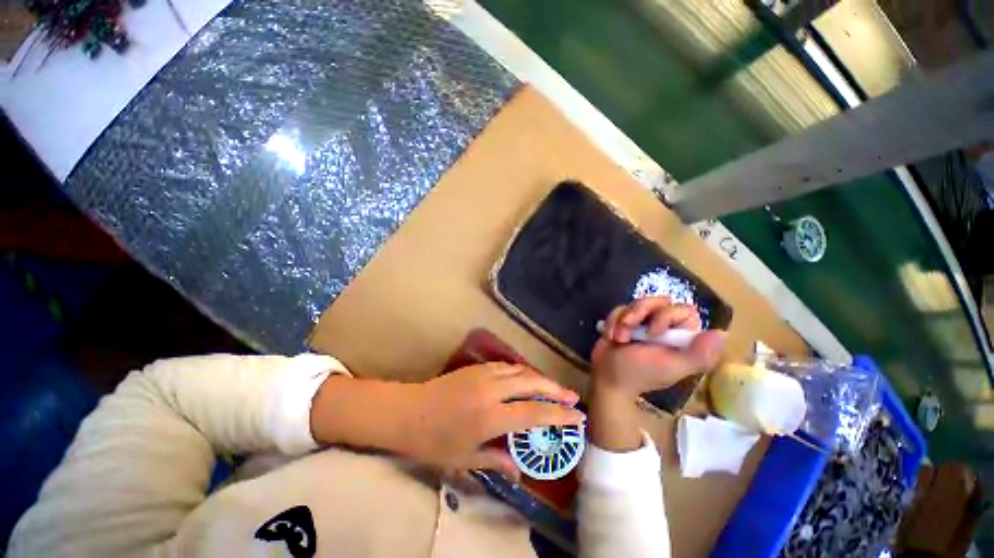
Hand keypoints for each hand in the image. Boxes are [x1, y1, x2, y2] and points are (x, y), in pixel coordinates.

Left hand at [402, 363, 582, 479]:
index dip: (559, 414)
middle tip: (573, 397)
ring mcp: (484, 374)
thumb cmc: (433, 441)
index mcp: (491, 416)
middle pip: (532, 384)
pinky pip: (507, 366)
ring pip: (521, 370)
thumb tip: (520, 470)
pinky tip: (526, 378)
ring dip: (540, 378)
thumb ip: (496, 461)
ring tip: (554, 388)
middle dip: (556, 390)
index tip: (578, 416)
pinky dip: (522, 371)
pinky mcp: (477, 367)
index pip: (535, 413)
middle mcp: (492, 390)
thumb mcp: (464, 459)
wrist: (407, 412)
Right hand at [591, 297, 724, 396]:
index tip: (652, 333)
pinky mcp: (625, 320)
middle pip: (657, 301)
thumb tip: (723, 334)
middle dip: (636, 314)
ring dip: (622, 320)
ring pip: (636, 303)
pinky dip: (612, 322)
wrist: (608, 377)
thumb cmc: (639, 374)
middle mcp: (665, 326)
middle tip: (626, 330)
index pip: (683, 310)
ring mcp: (644, 322)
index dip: (665, 316)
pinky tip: (611, 337)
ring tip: (618, 338)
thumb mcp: (670, 367)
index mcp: (681, 337)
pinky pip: (620, 308)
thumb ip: (696, 355)